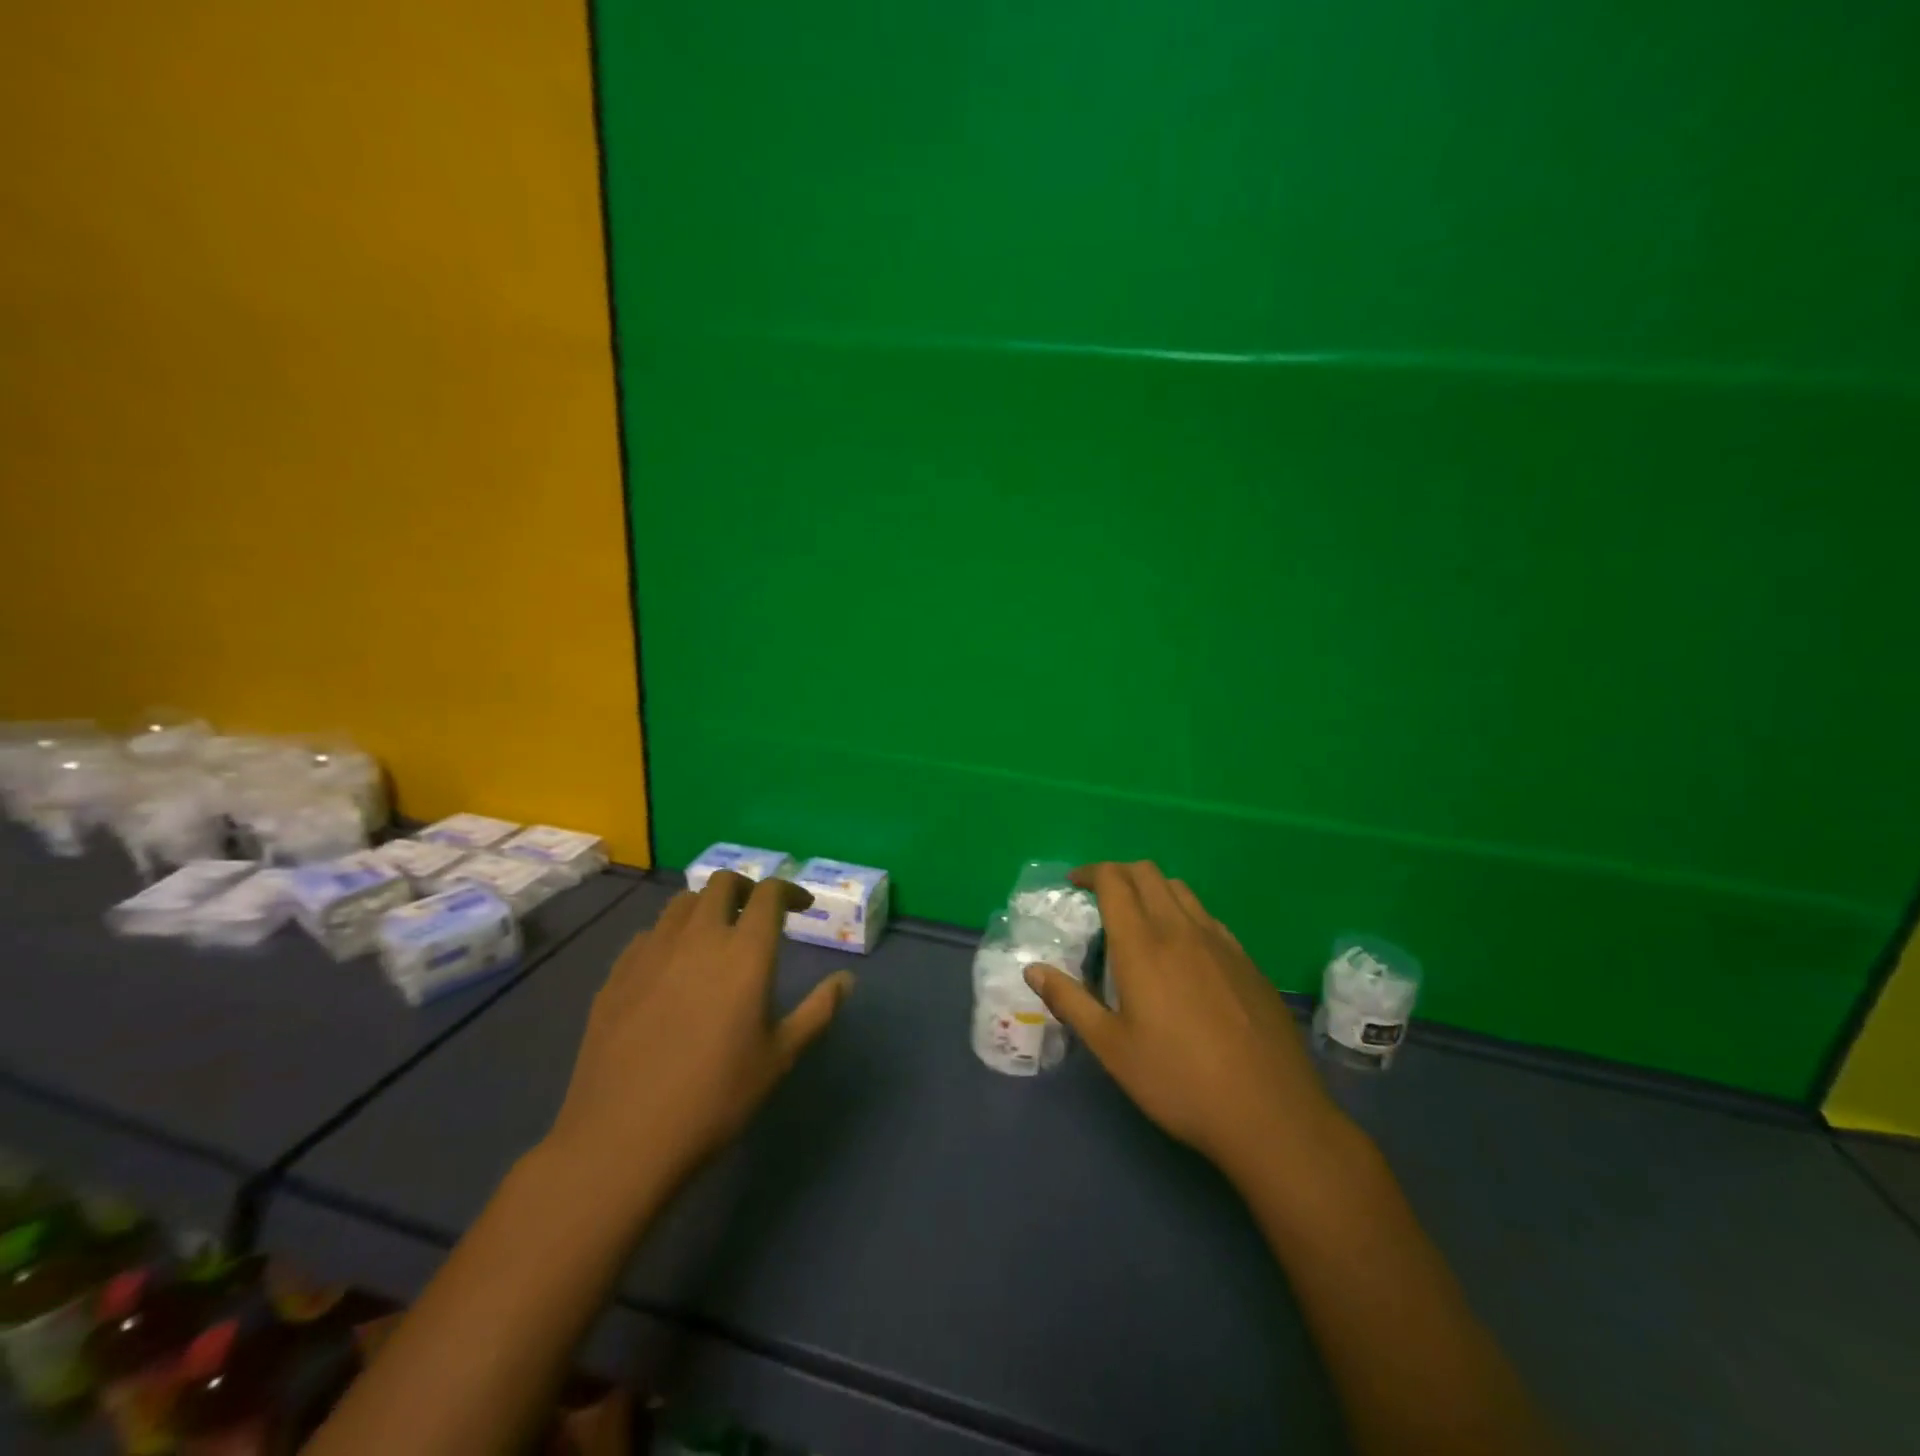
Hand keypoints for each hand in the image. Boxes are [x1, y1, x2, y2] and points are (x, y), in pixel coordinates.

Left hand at [544, 872, 853, 1206]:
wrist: (621, 1140)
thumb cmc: (715, 1098)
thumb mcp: (780, 1058)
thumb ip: (818, 1011)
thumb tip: (846, 979)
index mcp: (744, 952)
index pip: (768, 894)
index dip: (789, 891)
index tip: (802, 907)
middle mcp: (698, 937)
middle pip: (722, 883)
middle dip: (746, 888)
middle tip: (757, 914)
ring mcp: (651, 952)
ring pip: (681, 902)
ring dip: (706, 906)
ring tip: (715, 935)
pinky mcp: (617, 974)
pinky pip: (649, 934)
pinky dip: (670, 935)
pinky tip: (672, 967)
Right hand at [1026, 861, 1343, 1182]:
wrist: (1270, 1112)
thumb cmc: (1178, 1081)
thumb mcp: (1111, 1048)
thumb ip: (1069, 1001)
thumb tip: (1032, 969)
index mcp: (1143, 945)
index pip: (1115, 881)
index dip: (1091, 872)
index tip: (1074, 884)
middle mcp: (1181, 930)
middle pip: (1148, 873)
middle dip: (1119, 873)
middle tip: (1100, 897)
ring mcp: (1220, 942)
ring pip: (1181, 890)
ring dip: (1152, 889)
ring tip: (1138, 920)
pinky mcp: (1247, 961)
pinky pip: (1208, 917)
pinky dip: (1184, 913)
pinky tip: (1182, 952)